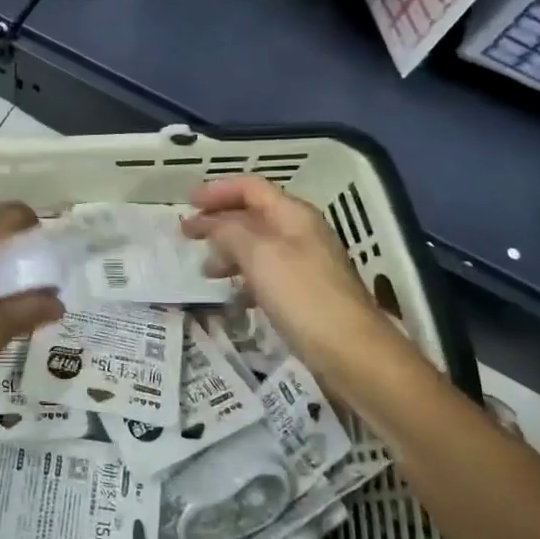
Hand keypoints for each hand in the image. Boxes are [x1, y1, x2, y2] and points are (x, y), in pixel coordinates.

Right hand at [182, 176, 408, 379]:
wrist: (352, 351)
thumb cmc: (302, 295)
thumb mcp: (259, 255)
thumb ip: (229, 232)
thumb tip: (210, 223)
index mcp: (293, 214)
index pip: (251, 187)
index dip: (217, 190)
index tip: (188, 202)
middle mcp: (300, 232)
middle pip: (253, 215)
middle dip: (218, 222)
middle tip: (187, 235)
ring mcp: (305, 264)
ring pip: (258, 246)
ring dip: (228, 252)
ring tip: (206, 271)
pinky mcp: (305, 294)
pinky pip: (267, 275)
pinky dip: (245, 279)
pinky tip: (233, 298)